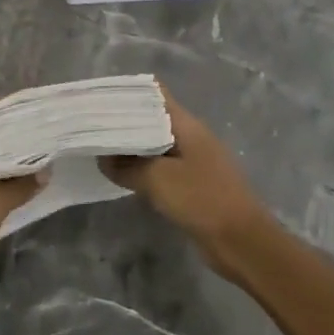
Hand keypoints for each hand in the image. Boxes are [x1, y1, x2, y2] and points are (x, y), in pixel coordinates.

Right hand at [100, 89, 277, 276]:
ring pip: (155, 144)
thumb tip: (103, 158)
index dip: (127, 92)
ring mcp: (193, 159)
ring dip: (131, 146)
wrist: (243, 242)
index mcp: (186, 124)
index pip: (154, 93)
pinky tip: (122, 175)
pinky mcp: (193, 183)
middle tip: (91, 125)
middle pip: (152, 118)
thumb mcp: (158, 180)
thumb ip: (127, 166)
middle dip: (123, 121)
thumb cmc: (202, 200)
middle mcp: (190, 136)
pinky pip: (162, 167)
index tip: (98, 98)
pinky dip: (142, 167)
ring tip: (99, 147)